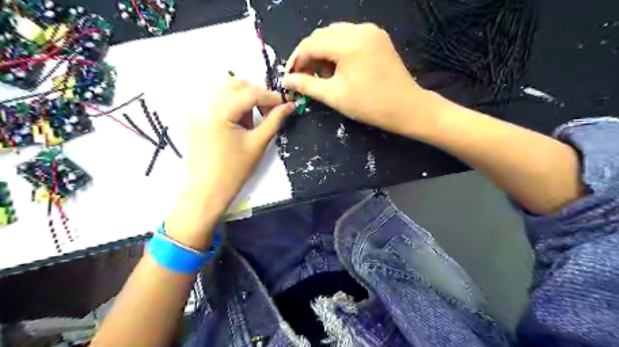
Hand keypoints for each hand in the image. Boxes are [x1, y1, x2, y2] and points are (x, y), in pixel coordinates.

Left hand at [164, 77, 294, 248]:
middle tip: (269, 112)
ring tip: (253, 120)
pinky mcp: (197, 117)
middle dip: (257, 94)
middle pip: (236, 84)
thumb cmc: (235, 170)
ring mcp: (198, 110)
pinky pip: (218, 100)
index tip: (285, 104)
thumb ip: (274, 121)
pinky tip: (240, 123)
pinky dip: (233, 104)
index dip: (271, 96)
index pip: (250, 92)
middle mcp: (205, 104)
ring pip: (226, 89)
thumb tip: (289, 105)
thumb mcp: (258, 144)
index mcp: (220, 112)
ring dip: (245, 98)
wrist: (208, 189)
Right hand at [283, 22, 428, 133]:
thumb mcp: (334, 96)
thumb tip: (286, 80)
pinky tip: (336, 66)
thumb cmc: (369, 105)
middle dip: (308, 55)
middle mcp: (360, 29)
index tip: (289, 77)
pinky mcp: (377, 37)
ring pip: (335, 34)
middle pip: (322, 36)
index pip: (311, 44)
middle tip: (303, 76)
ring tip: (320, 74)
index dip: (296, 60)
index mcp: (349, 43)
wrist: (406, 107)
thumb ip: (307, 85)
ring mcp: (371, 31)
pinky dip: (337, 50)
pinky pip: (349, 37)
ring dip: (322, 52)